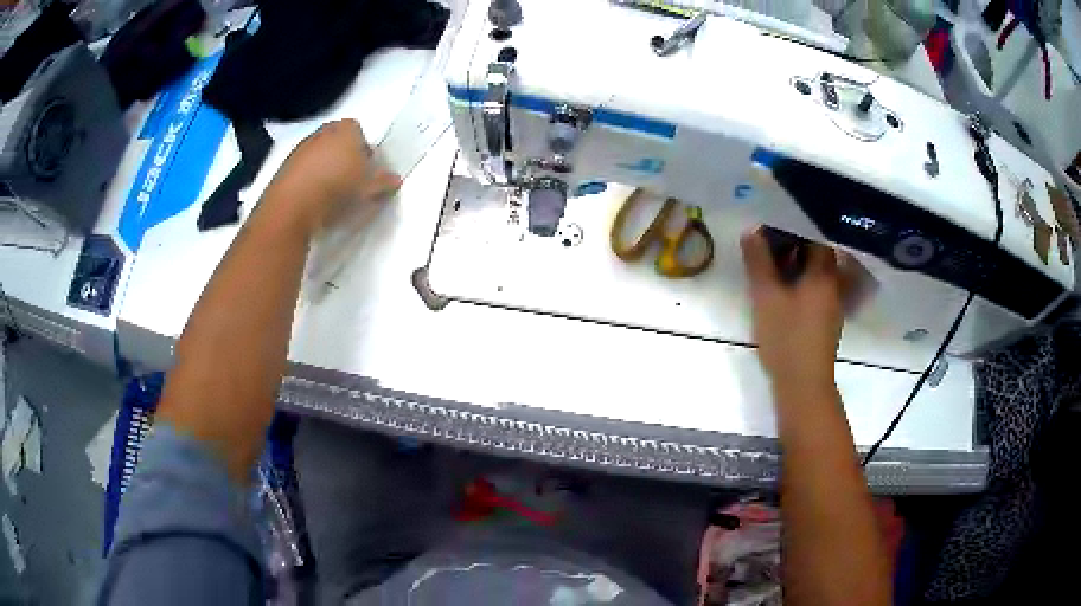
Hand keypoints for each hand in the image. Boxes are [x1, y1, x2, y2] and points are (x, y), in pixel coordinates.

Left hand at [270, 119, 400, 234]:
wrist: (293, 205)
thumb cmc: (338, 188)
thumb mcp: (369, 189)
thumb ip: (384, 182)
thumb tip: (395, 180)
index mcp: (347, 129)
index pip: (359, 132)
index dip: (364, 150)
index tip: (366, 170)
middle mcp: (323, 132)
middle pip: (338, 141)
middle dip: (344, 156)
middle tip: (350, 181)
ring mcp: (301, 148)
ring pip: (319, 155)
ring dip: (325, 168)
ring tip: (330, 194)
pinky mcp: (285, 166)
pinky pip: (303, 169)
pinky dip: (308, 179)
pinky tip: (313, 199)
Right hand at [741, 228, 843, 394]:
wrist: (803, 385)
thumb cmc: (787, 338)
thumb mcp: (766, 297)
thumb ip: (758, 263)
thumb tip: (751, 230)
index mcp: (823, 274)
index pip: (816, 237)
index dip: (796, 228)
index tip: (773, 226)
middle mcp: (833, 285)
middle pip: (818, 255)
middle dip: (796, 246)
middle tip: (769, 245)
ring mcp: (832, 305)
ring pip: (817, 274)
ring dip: (798, 266)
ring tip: (773, 266)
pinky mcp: (826, 322)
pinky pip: (816, 290)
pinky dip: (802, 283)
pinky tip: (784, 292)